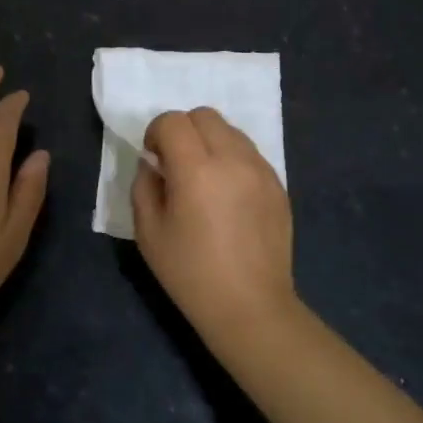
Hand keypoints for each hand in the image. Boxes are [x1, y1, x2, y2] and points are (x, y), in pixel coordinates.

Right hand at [131, 107, 295, 340]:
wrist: (250, 306)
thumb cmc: (191, 273)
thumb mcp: (148, 233)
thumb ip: (144, 186)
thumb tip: (153, 163)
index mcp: (196, 169)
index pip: (172, 121)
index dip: (156, 133)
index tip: (154, 159)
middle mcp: (232, 159)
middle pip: (204, 115)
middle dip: (183, 130)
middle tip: (177, 164)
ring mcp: (260, 170)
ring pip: (230, 130)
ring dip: (210, 141)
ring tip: (205, 178)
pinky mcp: (278, 184)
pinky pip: (250, 153)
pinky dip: (232, 159)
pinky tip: (228, 194)